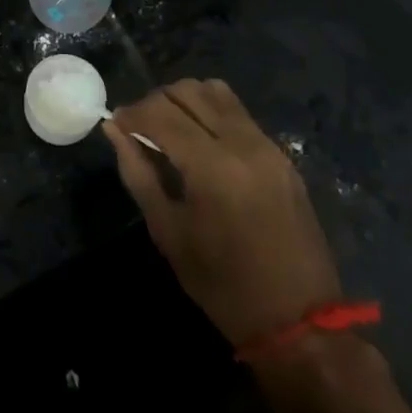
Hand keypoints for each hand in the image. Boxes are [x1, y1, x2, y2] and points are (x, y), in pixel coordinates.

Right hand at [104, 78, 339, 348]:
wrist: (298, 320)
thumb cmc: (222, 284)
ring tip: (170, 128)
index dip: (131, 113)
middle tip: (139, 128)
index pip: (160, 113)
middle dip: (155, 102)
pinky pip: (238, 112)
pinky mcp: (281, 154)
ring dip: (185, 100)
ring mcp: (267, 145)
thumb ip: (138, 173)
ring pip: (215, 92)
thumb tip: (113, 129)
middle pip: (187, 92)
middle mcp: (242, 143)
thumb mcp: (168, 231)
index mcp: (212, 166)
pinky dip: (211, 111)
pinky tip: (200, 140)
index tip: (115, 124)